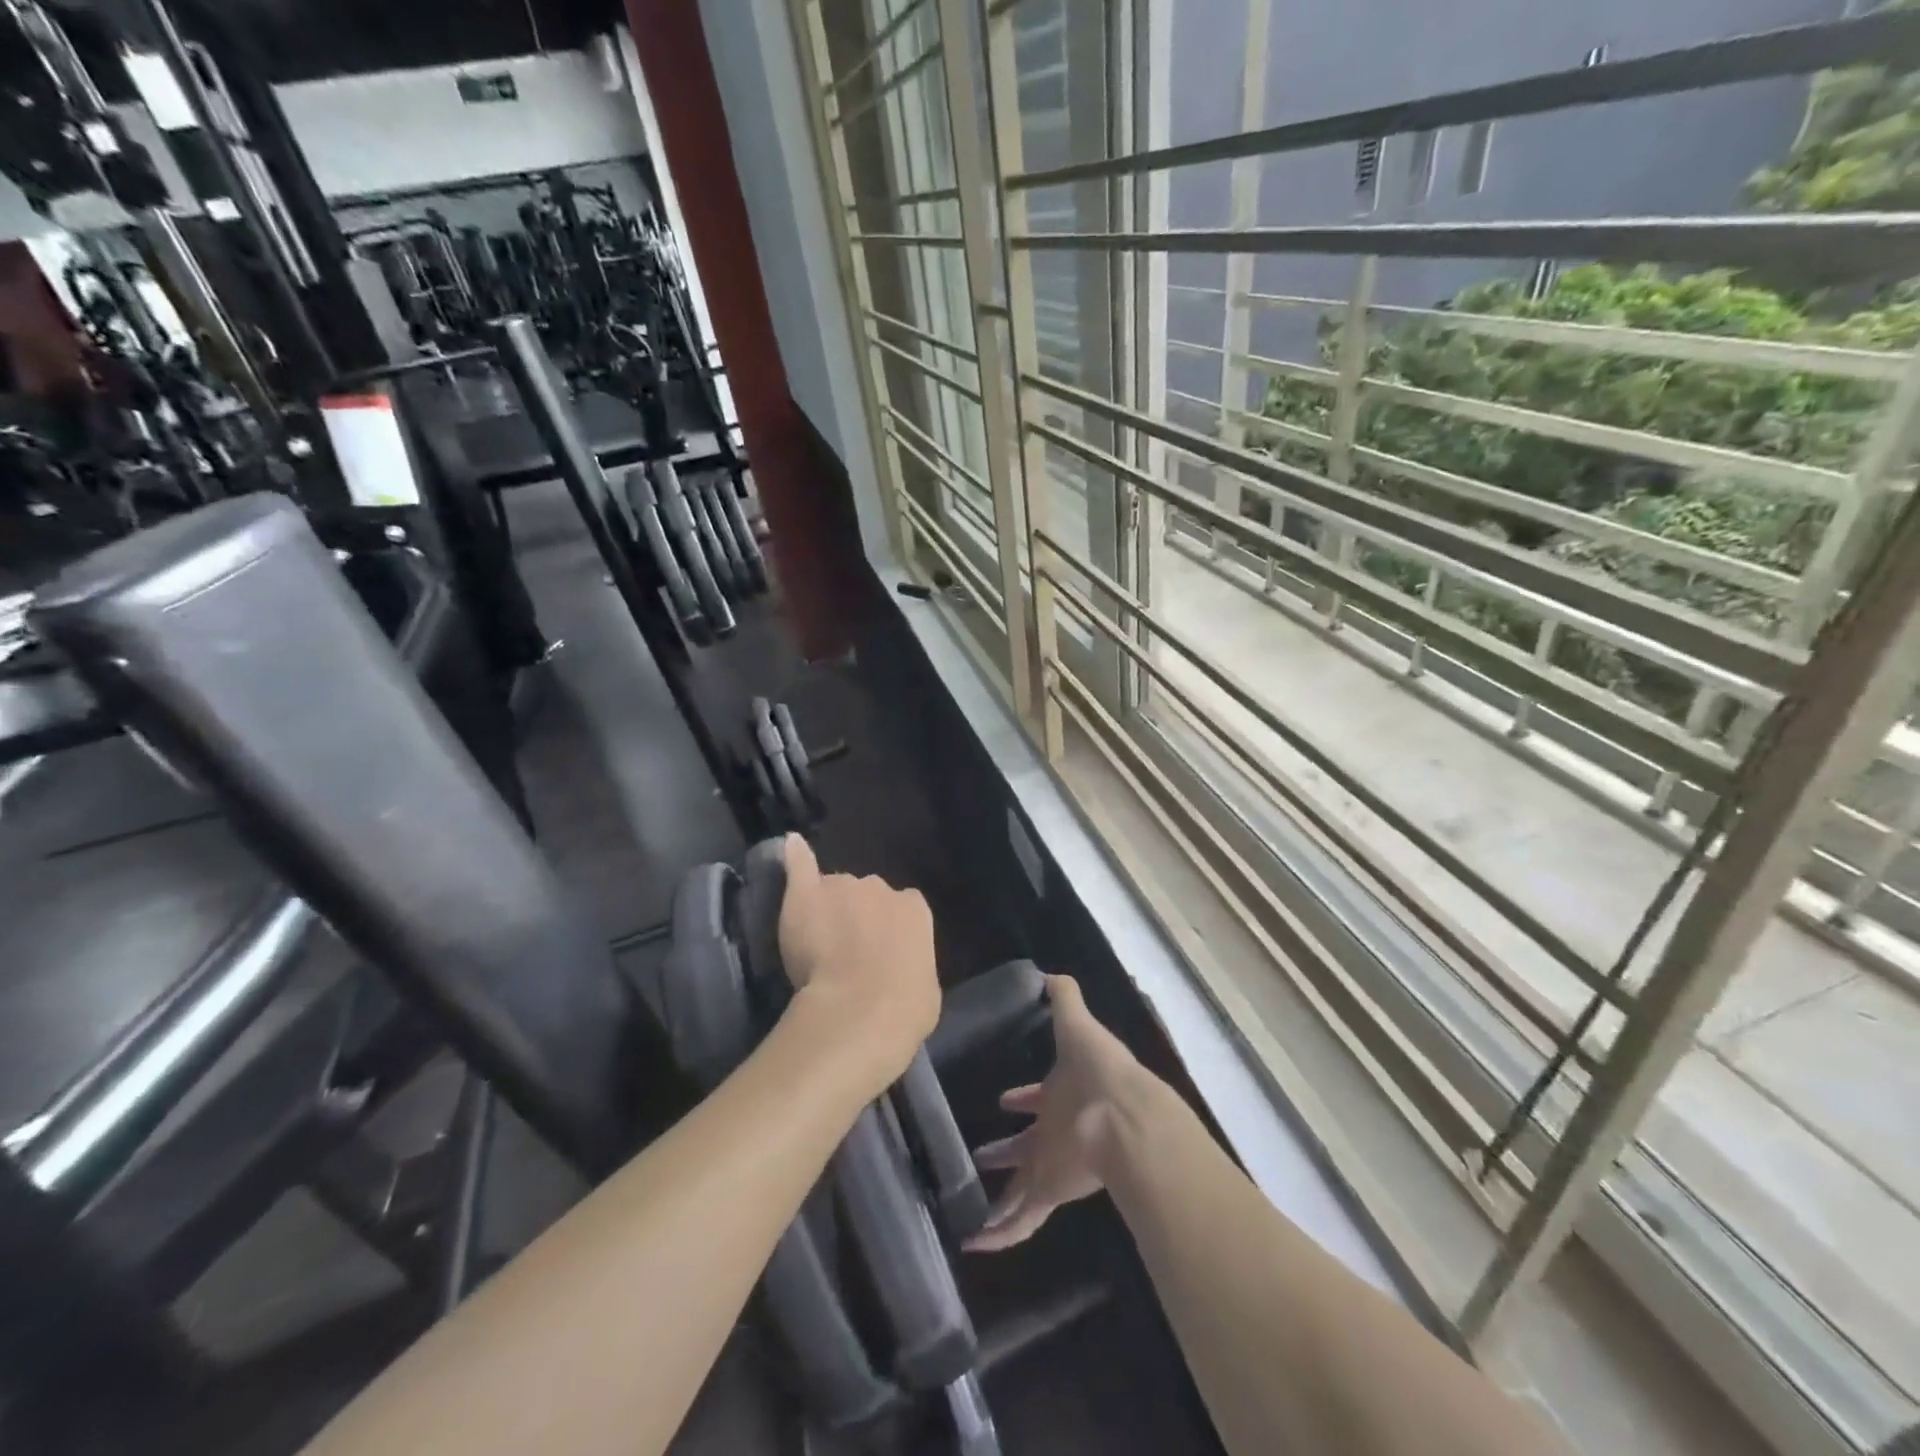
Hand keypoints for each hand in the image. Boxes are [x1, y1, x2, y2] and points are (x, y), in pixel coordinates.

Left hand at [778, 835, 940, 1089]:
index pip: (901, 907)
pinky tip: (791, 846)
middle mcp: (881, 887)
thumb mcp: (923, 987)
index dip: (887, 929)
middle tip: (845, 952)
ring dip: (827, 909)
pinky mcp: (806, 893)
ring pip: (832, 891)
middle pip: (865, 894)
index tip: (878, 952)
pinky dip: (796, 859)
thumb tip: (903, 969)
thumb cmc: (904, 1008)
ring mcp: (842, 886)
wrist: (860, 1009)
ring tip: (815, 940)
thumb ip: (909, 963)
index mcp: (914, 910)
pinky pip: (801, 867)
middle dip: (856, 916)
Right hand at [966, 974, 1156, 1251]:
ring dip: (999, 1200)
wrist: (1123, 1116)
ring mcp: (1052, 1165)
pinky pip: (1020, 1220)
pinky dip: (1000, 1236)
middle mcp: (1054, 1133)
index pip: (1038, 1098)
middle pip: (1027, 1147)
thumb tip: (1047, 972)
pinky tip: (974, 1245)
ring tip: (968, 1213)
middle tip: (982, 1154)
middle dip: (1007, 1151)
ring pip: (1020, 1189)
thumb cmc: (1098, 1068)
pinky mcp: (1049, 1191)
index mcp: (1060, 1095)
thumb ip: (1065, 997)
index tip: (1003, 1098)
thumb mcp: (1077, 1023)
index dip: (1024, 1098)